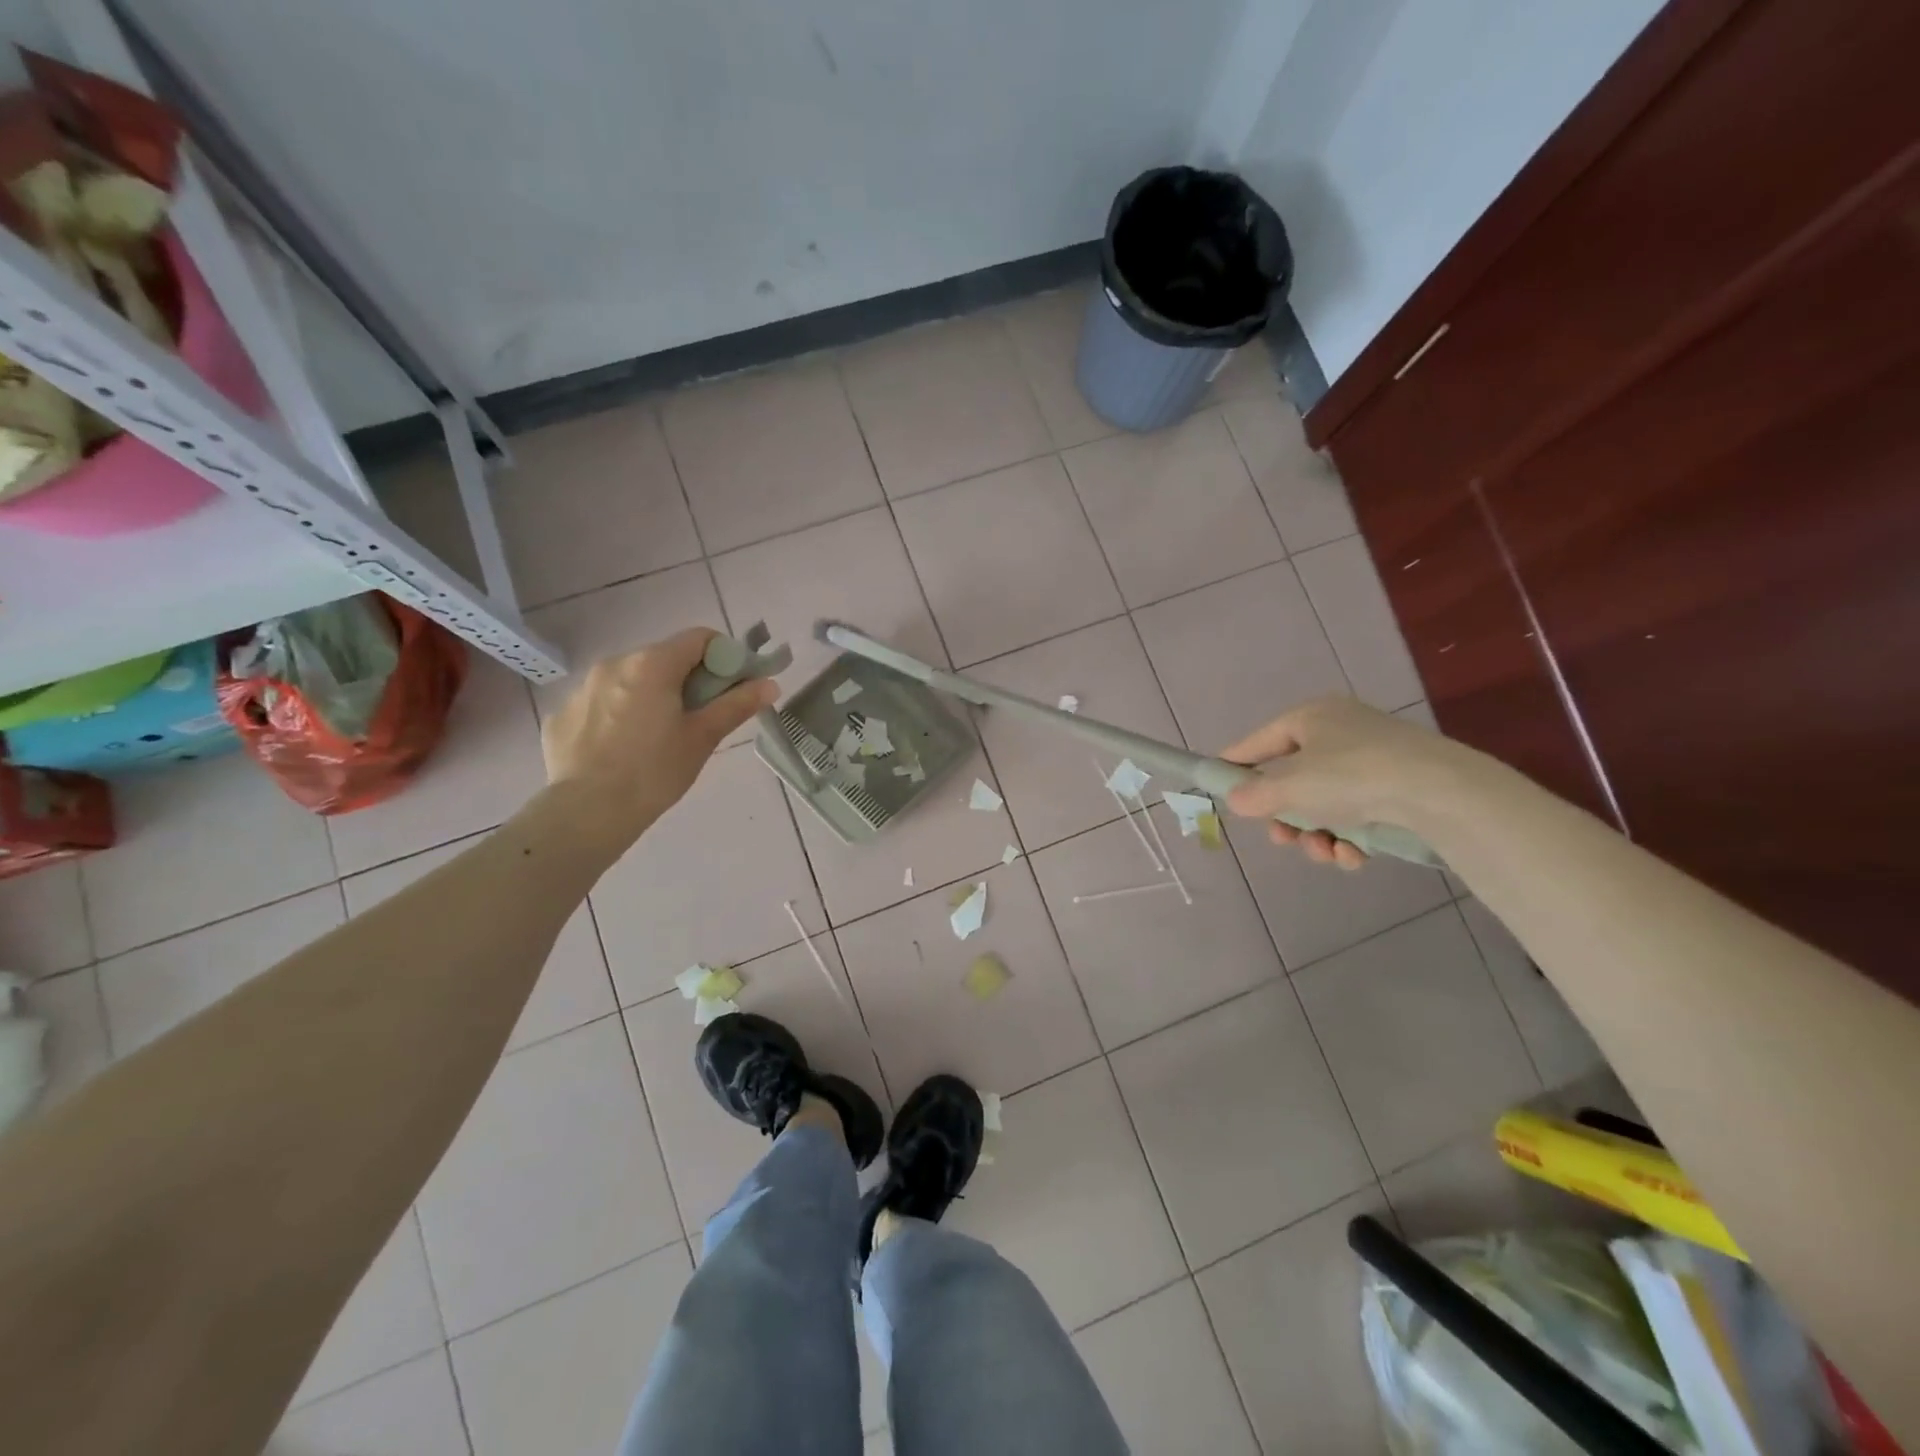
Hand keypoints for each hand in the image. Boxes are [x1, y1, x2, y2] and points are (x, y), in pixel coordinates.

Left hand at [541, 628, 777, 852]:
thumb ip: (736, 704)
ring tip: (657, 737)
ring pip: (630, 680)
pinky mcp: (562, 714)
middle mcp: (614, 663)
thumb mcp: (703, 738)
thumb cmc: (655, 772)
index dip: (725, 658)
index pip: (700, 638)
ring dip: (651, 695)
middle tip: (699, 718)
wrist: (586, 813)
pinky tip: (621, 750)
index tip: (731, 688)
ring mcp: (582, 687)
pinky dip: (618, 715)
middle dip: (688, 679)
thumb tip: (769, 684)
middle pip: (664, 658)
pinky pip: (601, 703)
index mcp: (652, 664)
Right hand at [1218, 697, 1461, 869]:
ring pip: (1323, 804)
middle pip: (1292, 780)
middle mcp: (1340, 732)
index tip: (1217, 790)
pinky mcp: (1399, 789)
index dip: (1234, 766)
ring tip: (1324, 852)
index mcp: (1310, 717)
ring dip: (1316, 835)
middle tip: (1282, 838)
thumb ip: (1254, 794)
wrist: (1441, 793)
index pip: (1257, 742)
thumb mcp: (1289, 786)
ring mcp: (1372, 761)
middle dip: (1285, 816)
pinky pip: (1356, 815)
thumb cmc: (1351, 776)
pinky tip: (1353, 856)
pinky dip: (1349, 838)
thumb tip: (1237, 799)